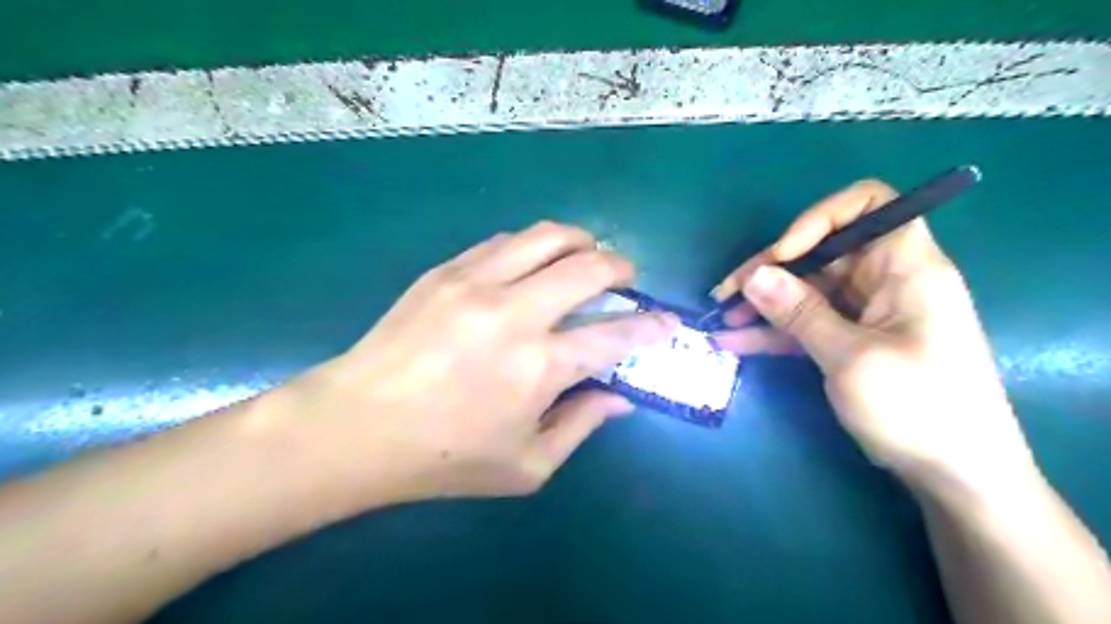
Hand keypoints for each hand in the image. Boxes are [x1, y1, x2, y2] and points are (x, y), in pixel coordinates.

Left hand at [277, 225, 677, 507]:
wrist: (357, 425)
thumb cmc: (445, 456)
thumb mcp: (526, 465)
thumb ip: (581, 426)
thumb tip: (620, 399)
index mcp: (540, 366)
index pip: (617, 335)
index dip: (652, 326)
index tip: (667, 322)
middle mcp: (516, 313)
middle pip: (590, 267)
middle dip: (622, 268)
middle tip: (626, 279)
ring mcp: (477, 283)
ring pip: (548, 236)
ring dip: (581, 241)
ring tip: (586, 256)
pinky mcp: (447, 270)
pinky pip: (505, 241)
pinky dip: (533, 246)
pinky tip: (532, 264)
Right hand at [717, 178, 1036, 491]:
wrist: (956, 475)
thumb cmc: (919, 409)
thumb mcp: (851, 358)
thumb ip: (799, 313)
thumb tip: (753, 276)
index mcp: (905, 267)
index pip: (867, 205)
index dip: (819, 219)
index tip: (782, 254)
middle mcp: (884, 280)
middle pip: (820, 252)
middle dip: (770, 270)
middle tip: (725, 294)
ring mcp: (865, 312)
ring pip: (806, 290)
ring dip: (763, 303)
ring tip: (721, 318)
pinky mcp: (850, 340)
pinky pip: (805, 323)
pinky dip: (773, 331)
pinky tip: (734, 341)